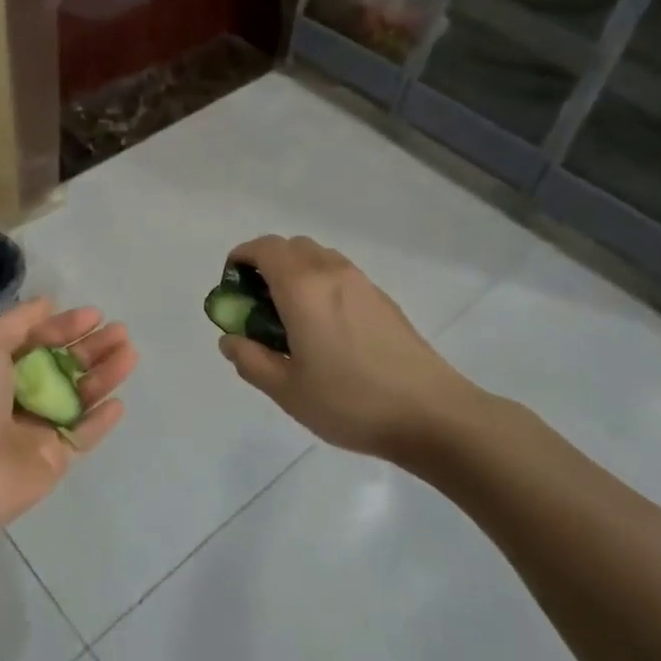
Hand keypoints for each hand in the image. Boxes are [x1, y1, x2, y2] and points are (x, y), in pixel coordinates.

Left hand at [0, 298, 137, 532]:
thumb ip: (19, 321)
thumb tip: (48, 303)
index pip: (38, 340)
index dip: (65, 326)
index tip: (95, 315)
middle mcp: (18, 395)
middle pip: (63, 366)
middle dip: (92, 348)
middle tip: (121, 333)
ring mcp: (37, 429)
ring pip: (79, 397)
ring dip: (104, 375)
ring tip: (130, 355)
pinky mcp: (53, 459)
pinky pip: (83, 435)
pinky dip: (101, 420)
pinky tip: (119, 402)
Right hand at [217, 235, 494, 460]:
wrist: (431, 413)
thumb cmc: (350, 401)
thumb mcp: (287, 390)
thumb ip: (250, 360)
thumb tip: (230, 339)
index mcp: (302, 288)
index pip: (264, 248)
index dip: (241, 258)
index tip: (232, 286)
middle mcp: (332, 272)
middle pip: (291, 247)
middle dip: (267, 264)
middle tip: (258, 304)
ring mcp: (362, 283)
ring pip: (319, 257)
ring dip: (296, 272)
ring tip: (291, 317)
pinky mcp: (383, 299)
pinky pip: (341, 274)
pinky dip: (321, 284)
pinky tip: (326, 328)